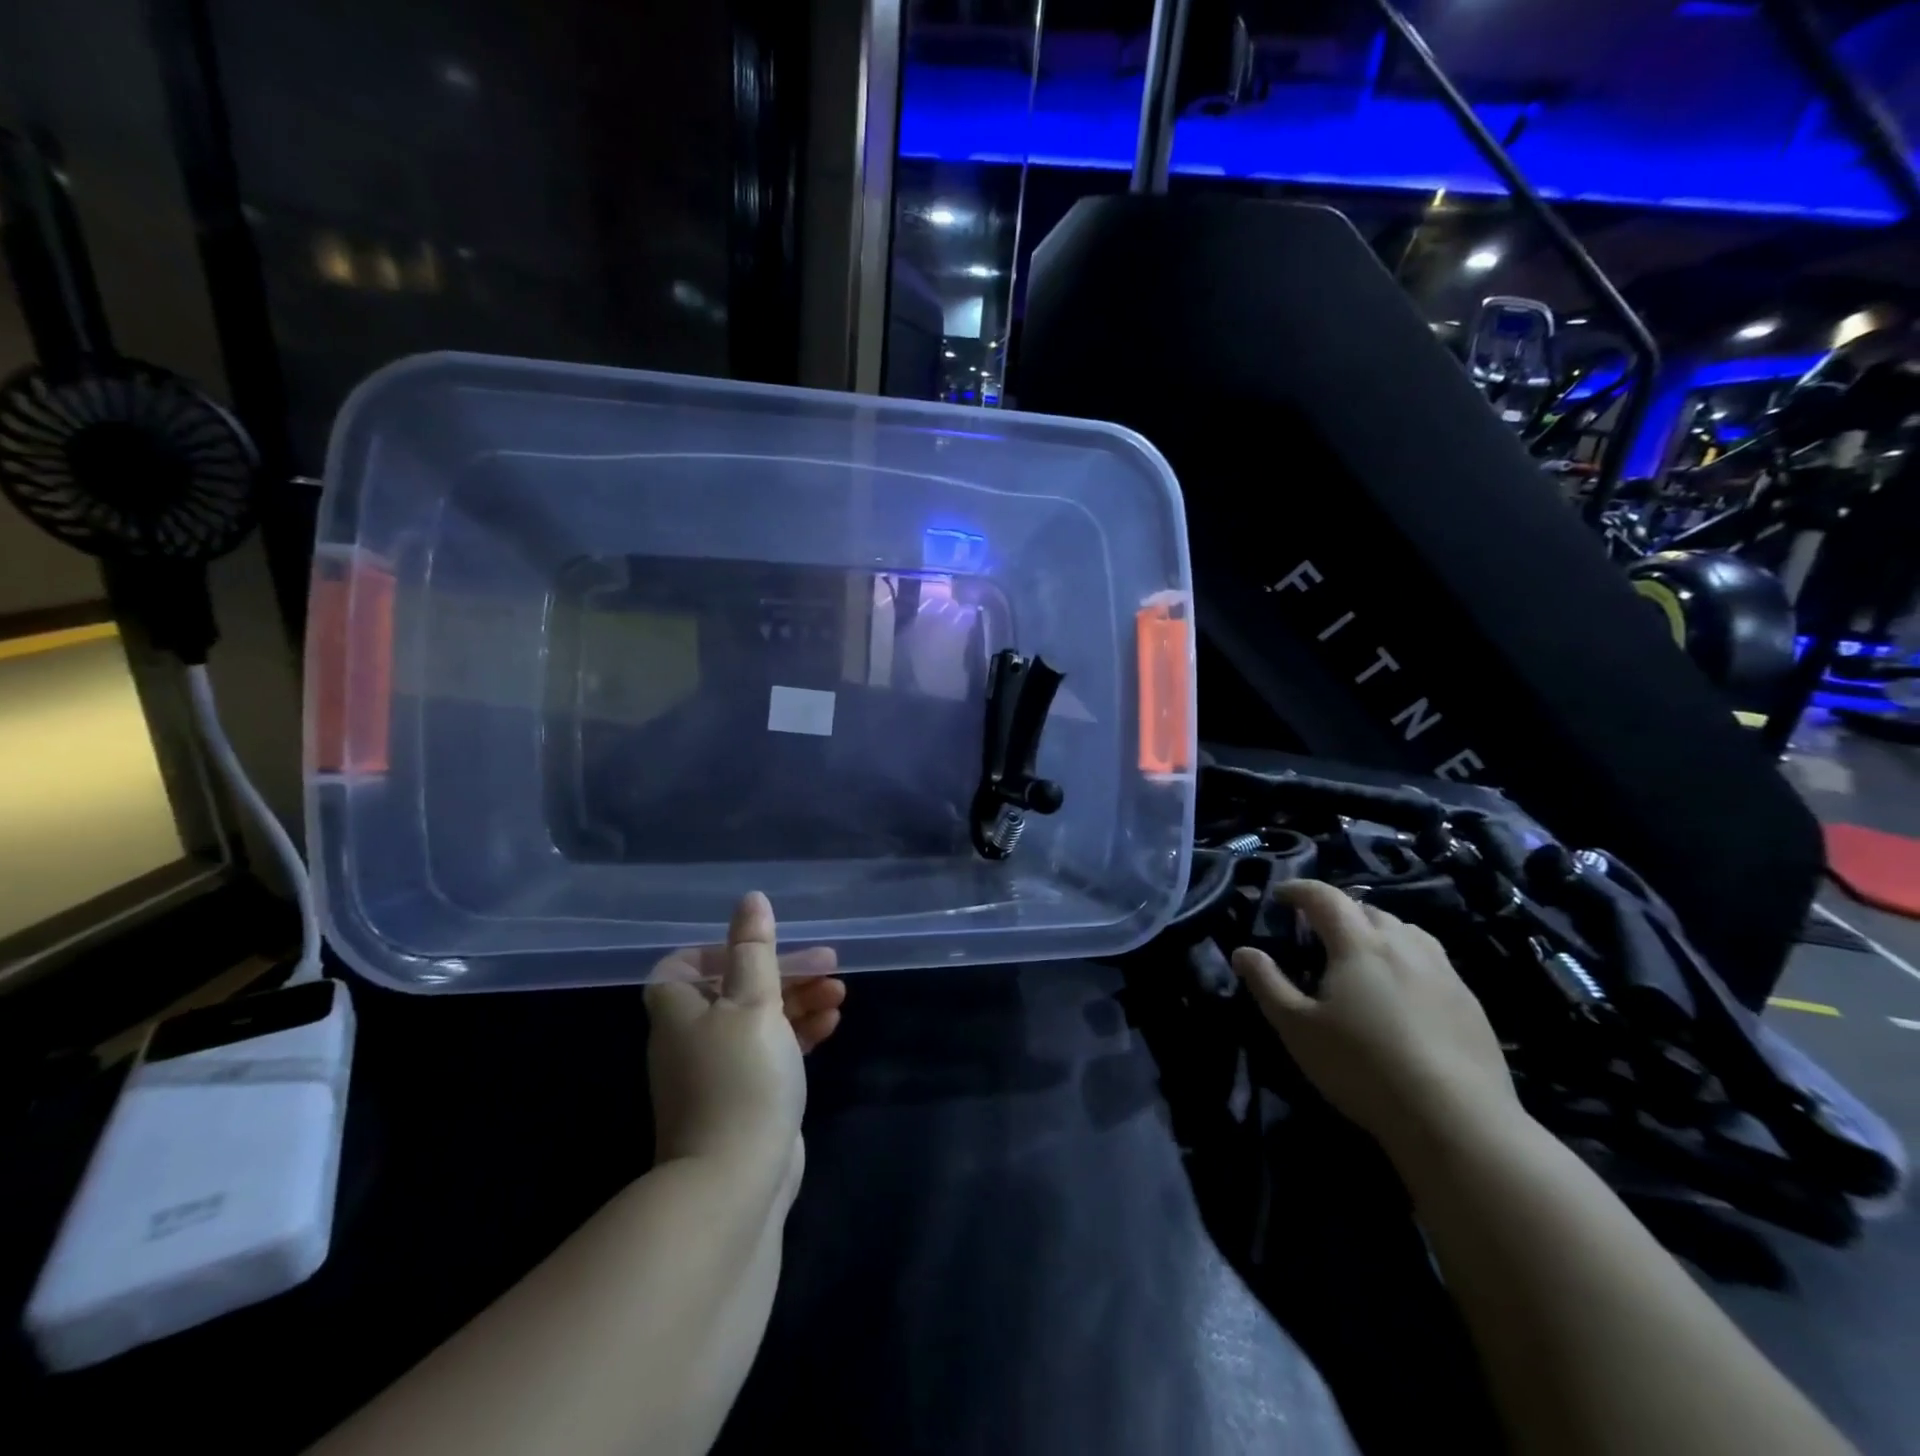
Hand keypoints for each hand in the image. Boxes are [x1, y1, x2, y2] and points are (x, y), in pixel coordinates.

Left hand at [645, 893, 845, 1173]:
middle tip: (828, 964)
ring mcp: (719, 1073)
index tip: (760, 947)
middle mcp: (692, 1039)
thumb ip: (754, 950)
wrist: (735, 1183)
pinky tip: (831, 1025)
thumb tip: (751, 899)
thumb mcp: (753, 1002)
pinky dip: (798, 1034)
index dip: (718, 951)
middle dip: (783, 973)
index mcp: (680, 1012)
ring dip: (798, 1001)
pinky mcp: (746, 1098)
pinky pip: (772, 1051)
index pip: (681, 968)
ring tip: (839, 993)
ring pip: (759, 1021)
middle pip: (735, 990)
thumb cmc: (741, 1078)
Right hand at [1230, 880, 1520, 1152]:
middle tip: (1317, 930)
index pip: (1324, 897)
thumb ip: (1268, 984)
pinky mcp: (1470, 1002)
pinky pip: (1432, 961)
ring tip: (1361, 954)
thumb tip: (1243, 951)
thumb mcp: (1298, 1028)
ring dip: (1377, 930)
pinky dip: (1407, 958)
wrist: (1458, 1121)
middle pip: (1366, 909)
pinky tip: (1403, 990)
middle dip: (1338, 910)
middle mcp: (1403, 945)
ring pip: (1406, 931)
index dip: (1298, 890)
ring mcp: (1443, 972)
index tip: (1279, 895)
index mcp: (1358, 944)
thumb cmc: (1363, 1067)